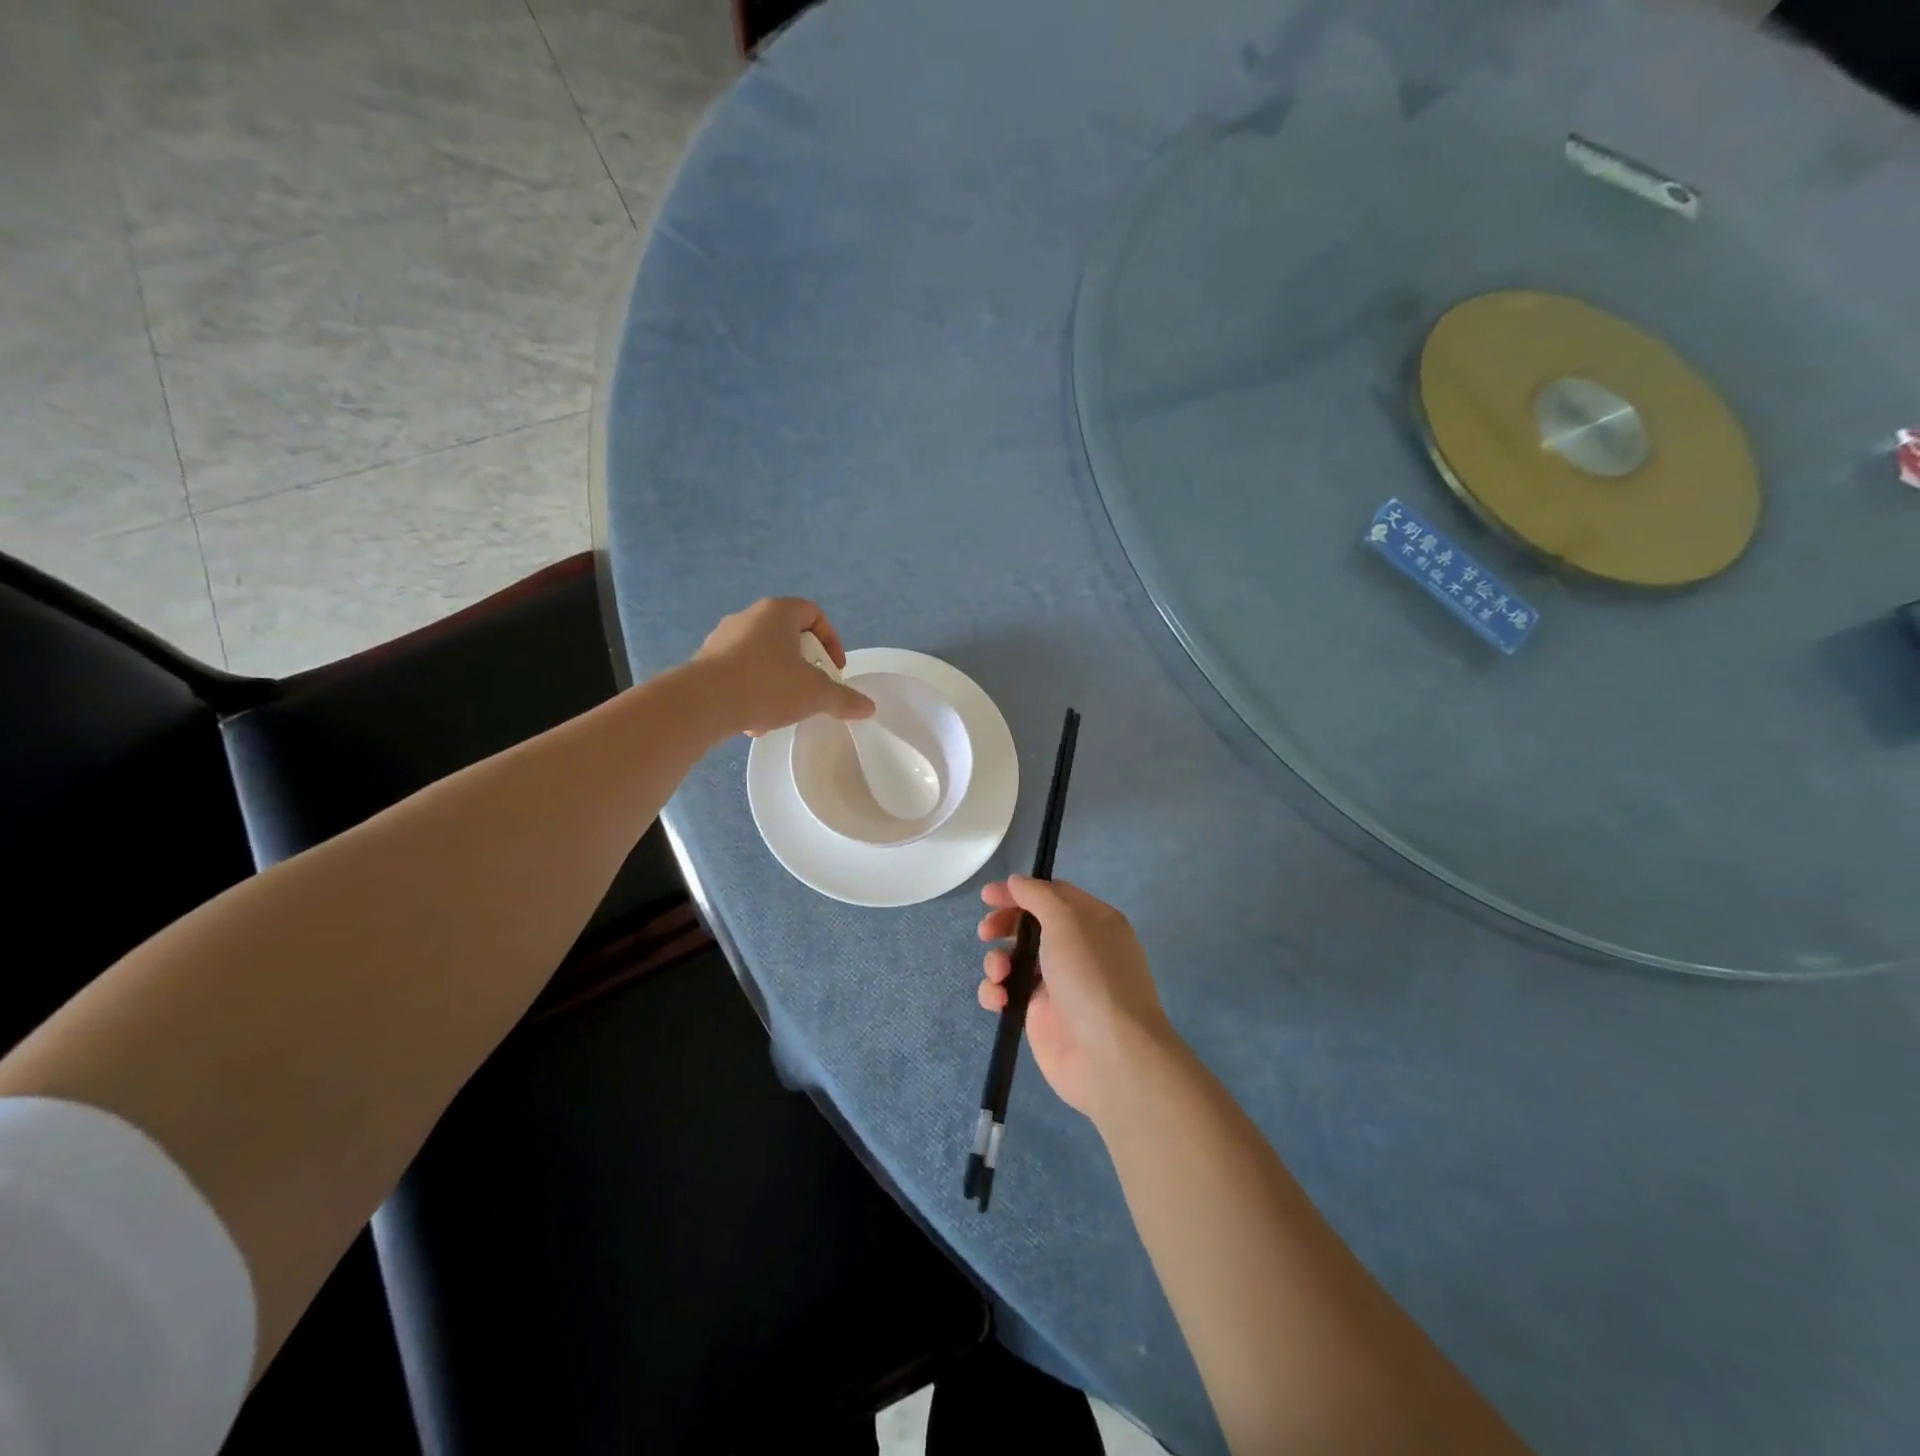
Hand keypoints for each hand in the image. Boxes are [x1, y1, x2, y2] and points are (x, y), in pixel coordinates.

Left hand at [692, 598, 874, 734]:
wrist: (703, 703)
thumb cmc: (768, 685)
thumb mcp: (816, 694)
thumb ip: (844, 699)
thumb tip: (869, 707)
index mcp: (778, 612)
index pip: (814, 613)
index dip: (831, 641)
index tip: (834, 670)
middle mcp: (748, 617)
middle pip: (788, 636)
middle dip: (804, 666)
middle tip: (811, 689)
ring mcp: (722, 639)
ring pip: (763, 657)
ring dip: (778, 682)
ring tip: (782, 711)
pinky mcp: (704, 662)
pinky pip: (739, 673)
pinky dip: (752, 692)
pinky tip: (754, 721)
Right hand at [976, 877, 1173, 1119]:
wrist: (1110, 1056)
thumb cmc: (1091, 977)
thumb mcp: (1067, 923)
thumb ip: (1038, 896)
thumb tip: (1017, 881)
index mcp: (1093, 922)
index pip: (1052, 895)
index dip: (1020, 891)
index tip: (988, 896)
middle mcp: (1077, 949)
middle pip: (1030, 925)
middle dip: (1004, 925)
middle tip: (986, 932)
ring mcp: (1058, 984)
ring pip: (1015, 959)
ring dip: (997, 960)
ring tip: (998, 972)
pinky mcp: (1040, 1015)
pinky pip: (1008, 993)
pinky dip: (996, 992)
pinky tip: (998, 999)